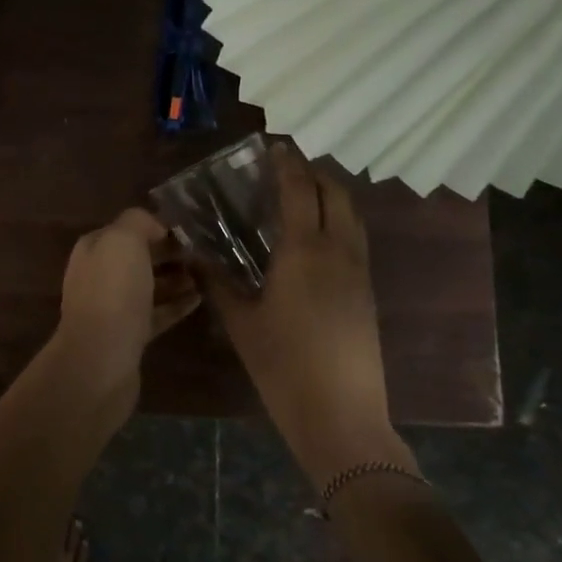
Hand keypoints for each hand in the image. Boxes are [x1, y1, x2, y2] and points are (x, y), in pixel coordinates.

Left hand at [55, 208, 199, 386]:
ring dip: (175, 280)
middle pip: (137, 259)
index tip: (188, 230)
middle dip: (168, 254)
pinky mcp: (129, 336)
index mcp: (93, 249)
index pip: (126, 230)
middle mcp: (99, 276)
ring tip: (206, 274)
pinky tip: (199, 300)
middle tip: (202, 253)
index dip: (155, 227)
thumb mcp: (123, 240)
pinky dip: (175, 306)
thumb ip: (138, 222)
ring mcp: (113, 308)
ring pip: (148, 287)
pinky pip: (156, 314)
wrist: (101, 358)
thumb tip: (155, 226)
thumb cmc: (112, 292)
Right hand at [206, 145, 406, 479]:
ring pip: (352, 216)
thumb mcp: (240, 321)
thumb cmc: (281, 364)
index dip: (287, 164)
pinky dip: (338, 222)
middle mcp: (338, 251)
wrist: (340, 414)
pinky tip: (314, 239)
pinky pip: (355, 240)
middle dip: (314, 173)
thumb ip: (217, 281)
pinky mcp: (368, 293)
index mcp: (304, 251)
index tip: (275, 146)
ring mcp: (359, 272)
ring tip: (301, 196)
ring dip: (330, 196)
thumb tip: (194, 253)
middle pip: (336, 194)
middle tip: (287, 168)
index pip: (299, 190)